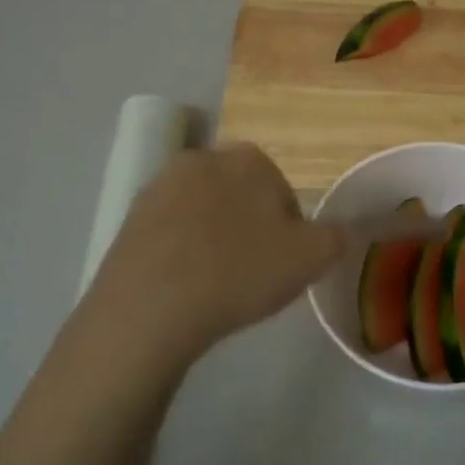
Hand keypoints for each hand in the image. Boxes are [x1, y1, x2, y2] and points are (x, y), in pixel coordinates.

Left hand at [89, 143, 344, 363]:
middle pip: (240, 196)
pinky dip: (181, 252)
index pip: (282, 190)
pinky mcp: (129, 218)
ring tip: (216, 283)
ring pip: (203, 213)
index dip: (289, 229)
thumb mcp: (311, 258)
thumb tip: (335, 231)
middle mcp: (202, 158)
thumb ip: (335, 237)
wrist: (151, 306)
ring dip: (214, 239)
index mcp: (249, 159)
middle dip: (249, 228)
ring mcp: (160, 186)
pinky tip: (185, 286)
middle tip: (253, 273)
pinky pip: (170, 233)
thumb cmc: (240, 272)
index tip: (284, 262)